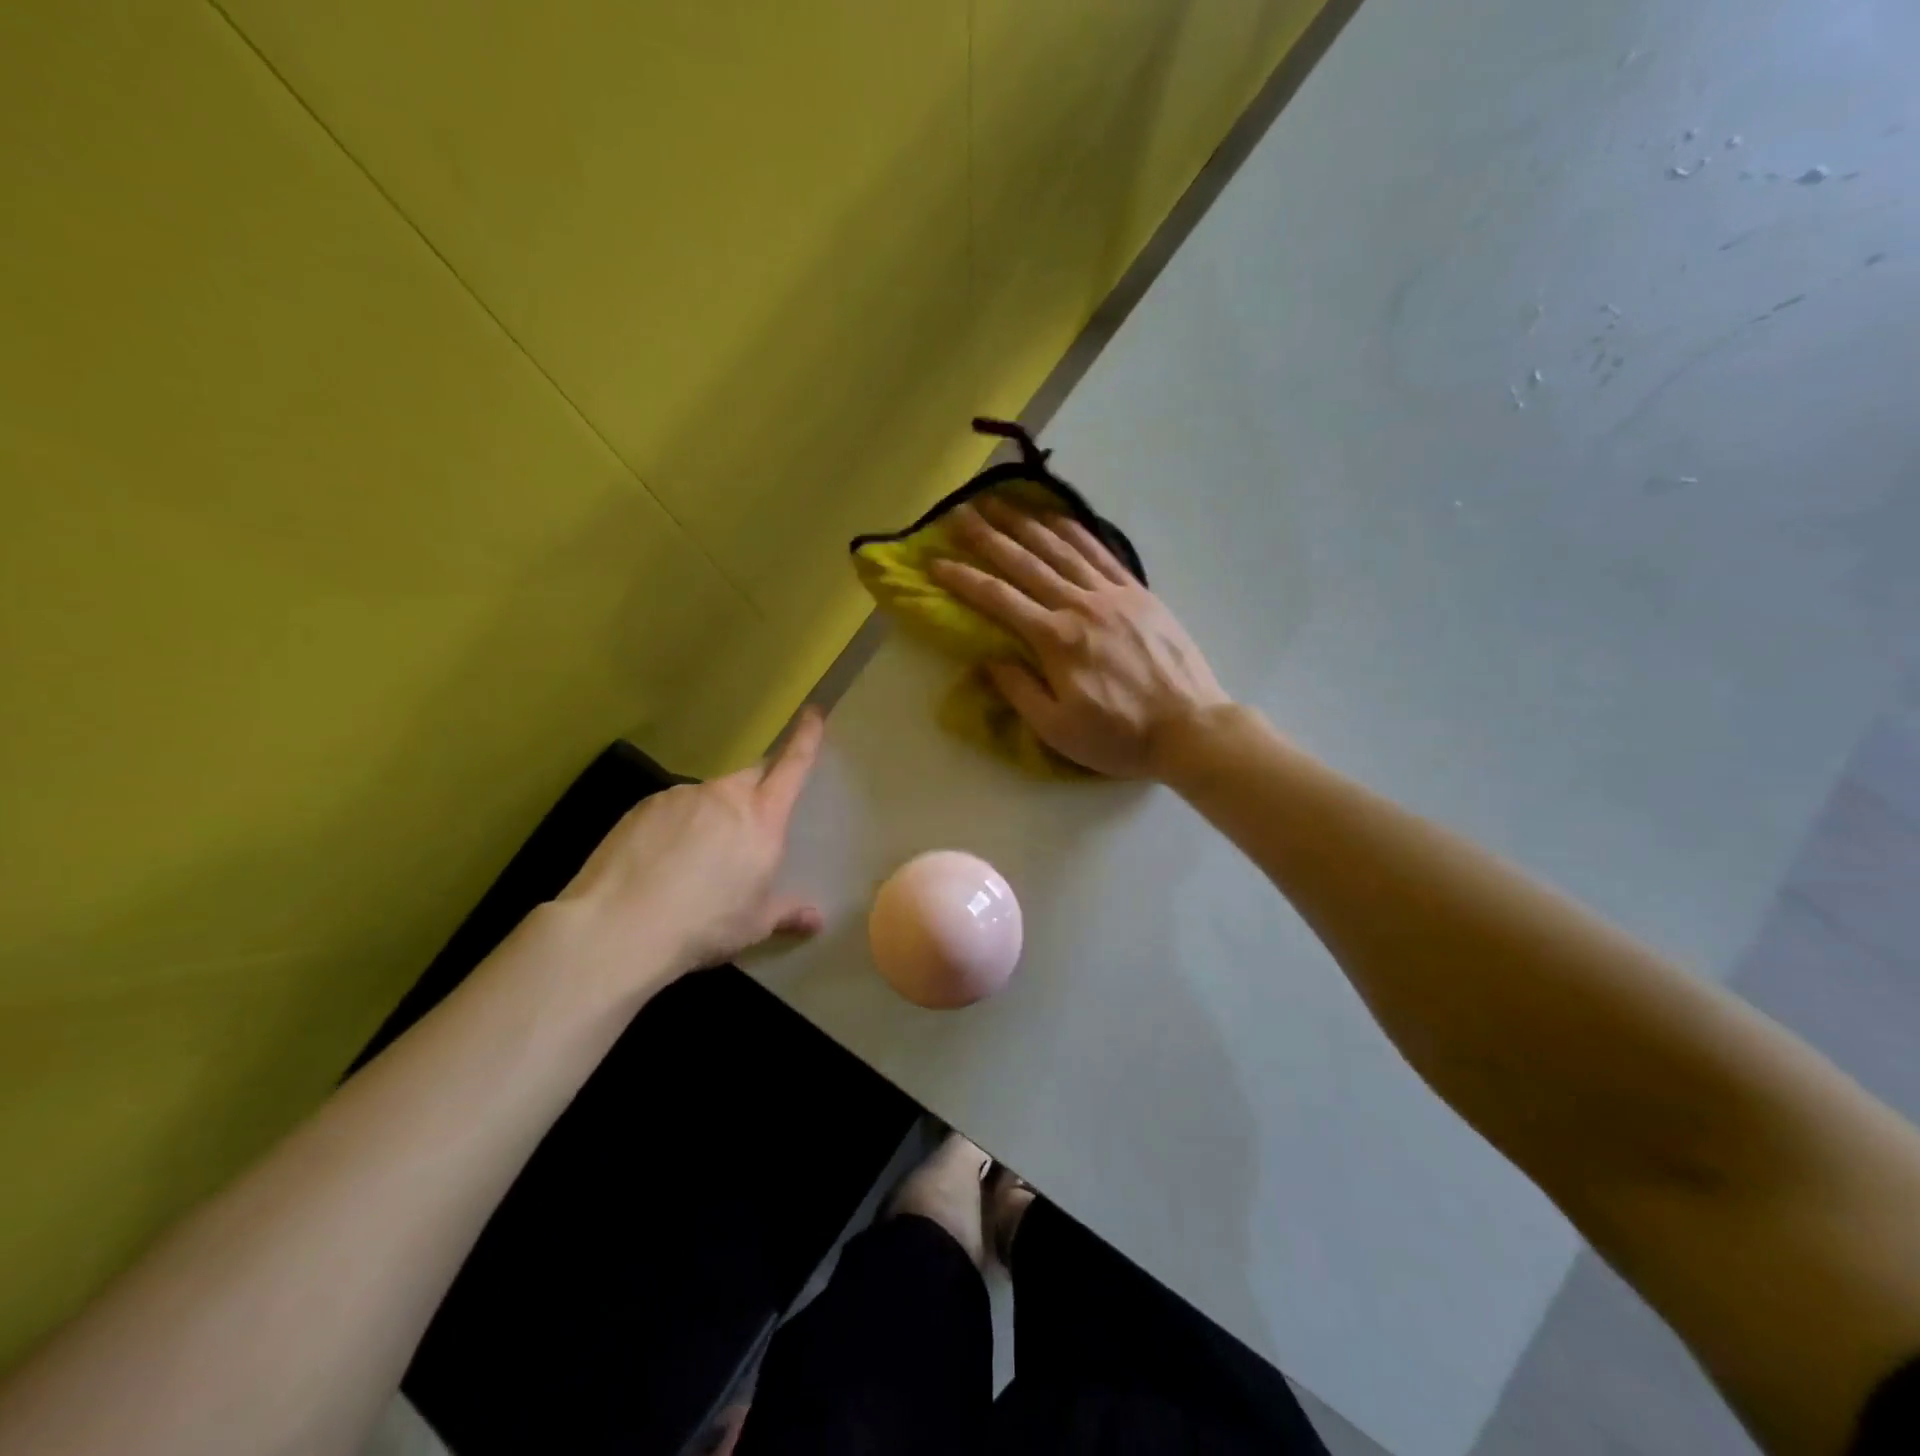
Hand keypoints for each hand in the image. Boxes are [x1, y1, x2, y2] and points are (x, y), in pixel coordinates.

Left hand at [556, 709, 826, 988]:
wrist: (620, 927)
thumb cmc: (704, 924)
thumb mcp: (755, 923)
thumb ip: (789, 912)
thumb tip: (817, 919)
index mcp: (762, 818)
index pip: (792, 765)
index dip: (805, 737)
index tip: (812, 712)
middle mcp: (724, 795)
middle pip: (751, 777)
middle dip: (757, 790)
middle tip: (751, 824)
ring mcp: (681, 796)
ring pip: (708, 797)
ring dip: (711, 816)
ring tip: (695, 860)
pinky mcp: (644, 806)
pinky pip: (672, 809)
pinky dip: (675, 826)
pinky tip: (660, 862)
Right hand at [929, 498, 1228, 778]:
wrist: (1189, 727)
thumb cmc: (1119, 736)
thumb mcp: (1058, 730)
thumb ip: (1019, 691)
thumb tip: (989, 659)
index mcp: (1055, 640)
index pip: (998, 600)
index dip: (963, 579)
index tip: (936, 562)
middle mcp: (1080, 606)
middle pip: (1026, 564)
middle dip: (989, 538)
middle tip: (960, 515)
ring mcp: (1113, 595)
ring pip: (1062, 550)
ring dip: (1027, 524)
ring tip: (1000, 503)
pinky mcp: (1139, 594)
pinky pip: (1102, 554)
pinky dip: (1077, 532)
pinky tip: (1058, 518)